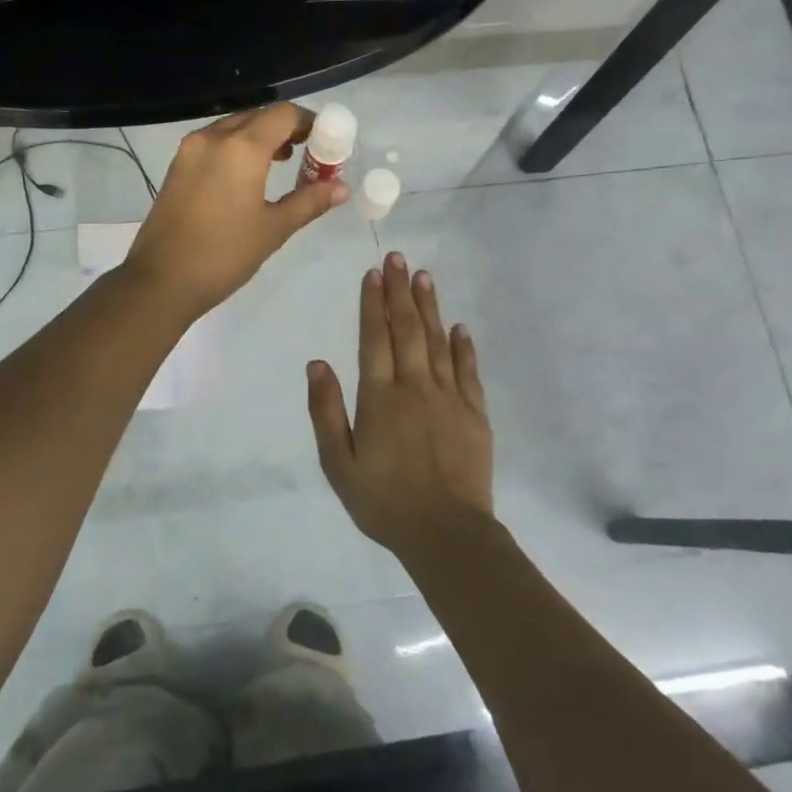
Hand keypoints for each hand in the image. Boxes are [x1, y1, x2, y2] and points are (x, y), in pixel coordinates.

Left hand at [126, 103, 348, 318]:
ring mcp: (190, 150)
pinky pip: (214, 143)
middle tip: (308, 154)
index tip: (326, 142)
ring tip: (282, 163)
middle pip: (258, 116)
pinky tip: (247, 176)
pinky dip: (236, 148)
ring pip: (233, 127)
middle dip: (286, 129)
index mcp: (241, 147)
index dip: (310, 123)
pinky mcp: (176, 166)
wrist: (161, 280)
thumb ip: (309, 201)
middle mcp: (213, 137)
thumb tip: (341, 188)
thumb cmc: (224, 254)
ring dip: (260, 137)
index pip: (283, 114)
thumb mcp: (273, 229)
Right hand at [306, 253, 493, 557]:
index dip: (372, 304)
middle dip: (399, 292)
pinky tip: (459, 327)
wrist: (446, 533)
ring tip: (423, 277)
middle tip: (397, 258)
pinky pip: (468, 371)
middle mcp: (414, 387)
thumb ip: (326, 411)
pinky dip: (463, 347)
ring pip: (436, 342)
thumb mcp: (338, 463)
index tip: (372, 274)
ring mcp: (449, 398)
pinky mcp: (474, 414)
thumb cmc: (383, 501)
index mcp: (379, 398)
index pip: (373, 339)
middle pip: (406, 330)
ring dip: (429, 308)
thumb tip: (316, 364)